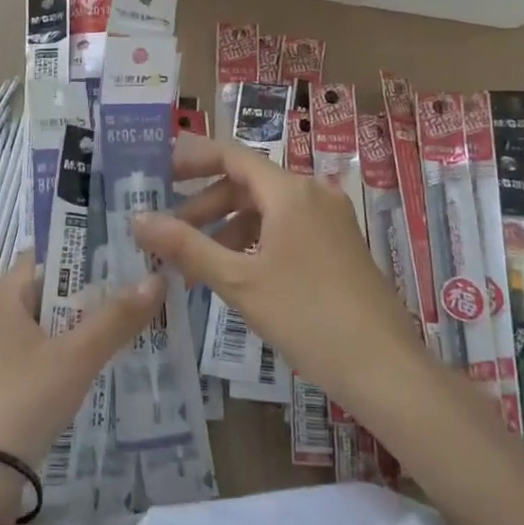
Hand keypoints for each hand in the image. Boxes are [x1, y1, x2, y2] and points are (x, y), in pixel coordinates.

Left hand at [0, 264, 163, 513]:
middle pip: (56, 292)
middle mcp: (0, 315)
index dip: (88, 251)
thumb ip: (116, 318)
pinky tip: (110, 365)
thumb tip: (157, 277)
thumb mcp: (75, 356)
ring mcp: (1, 353)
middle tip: (147, 287)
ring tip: (140, 323)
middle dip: (98, 292)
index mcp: (6, 294)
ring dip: (90, 327)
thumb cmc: (21, 399)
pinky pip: (49, 357)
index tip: (131, 251)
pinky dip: (76, 356)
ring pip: (55, 328)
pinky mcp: (7, 386)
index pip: (50, 255)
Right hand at [132, 137, 418, 414]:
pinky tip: (235, 274)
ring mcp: (330, 219)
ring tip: (195, 265)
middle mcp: (312, 193)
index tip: (158, 172)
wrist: (385, 368)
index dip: (192, 159)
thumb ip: (186, 246)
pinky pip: (286, 228)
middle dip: (204, 206)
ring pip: (265, 209)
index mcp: (289, 191)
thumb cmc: (306, 316)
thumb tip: (138, 219)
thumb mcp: (238, 281)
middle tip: (168, 233)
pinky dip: (254, 242)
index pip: (231, 156)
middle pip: (246, 184)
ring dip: (227, 229)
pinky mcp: (339, 245)